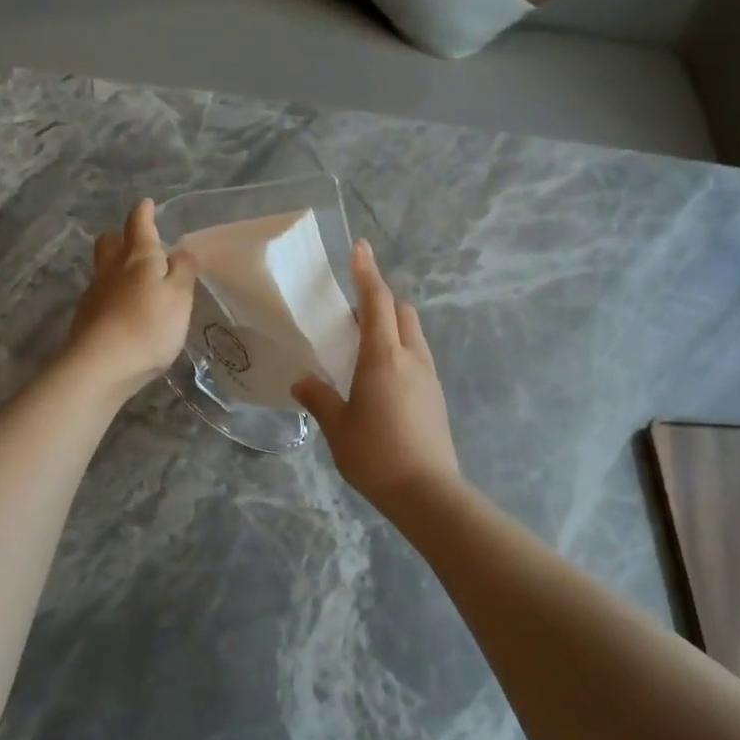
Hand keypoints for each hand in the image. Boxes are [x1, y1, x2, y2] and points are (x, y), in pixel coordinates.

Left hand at [65, 200, 196, 395]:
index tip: (146, 204)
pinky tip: (123, 311)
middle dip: (122, 237)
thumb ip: (183, 272)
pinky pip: (100, 295)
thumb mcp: (180, 297)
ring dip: (116, 267)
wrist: (101, 366)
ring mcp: (95, 293)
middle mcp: (112, 269)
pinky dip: (112, 295)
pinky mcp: (86, 319)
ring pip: (103, 268)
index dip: (144, 213)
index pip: (139, 225)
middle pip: (110, 243)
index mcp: (139, 257)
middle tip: (136, 243)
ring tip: (134, 280)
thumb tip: (182, 251)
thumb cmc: (149, 326)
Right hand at [292, 240, 459, 507]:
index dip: (367, 272)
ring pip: (414, 334)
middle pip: (402, 312)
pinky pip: (417, 358)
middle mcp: (412, 358)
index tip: (360, 247)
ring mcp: (429, 377)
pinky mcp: (436, 396)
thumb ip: (320, 398)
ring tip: (364, 349)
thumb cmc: (376, 456)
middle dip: (381, 302)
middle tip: (352, 315)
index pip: (377, 301)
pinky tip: (381, 380)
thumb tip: (303, 381)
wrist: (427, 492)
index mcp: (384, 358)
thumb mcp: (338, 428)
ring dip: (392, 328)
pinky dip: (400, 352)